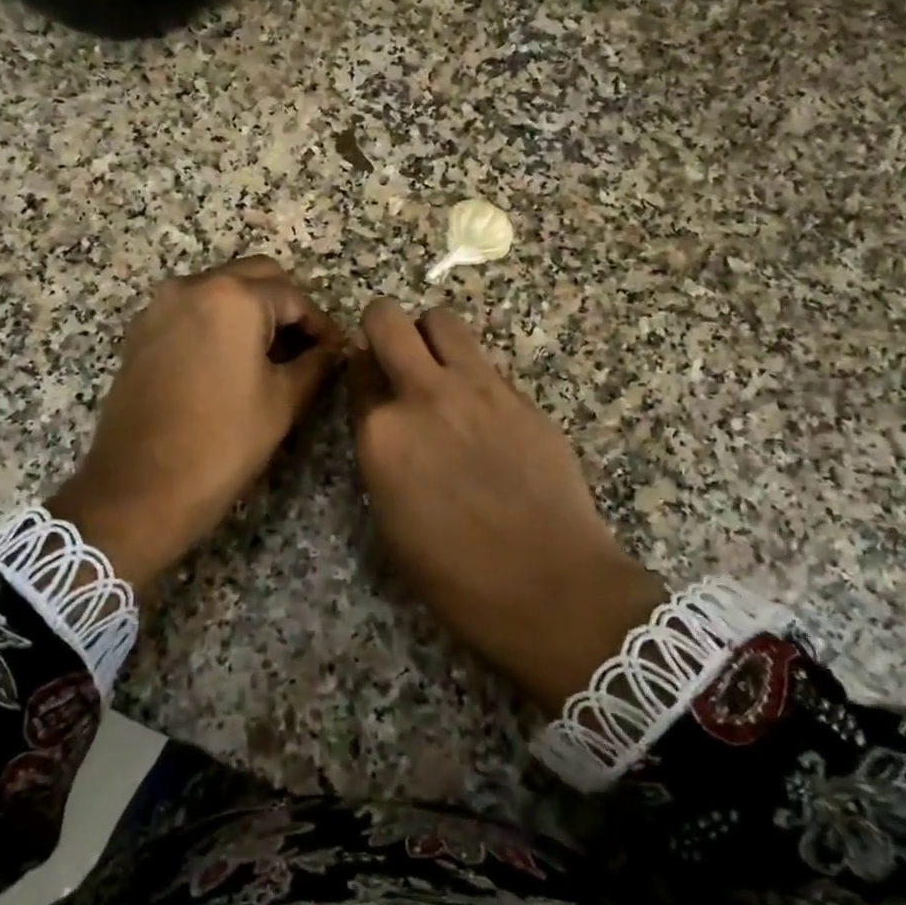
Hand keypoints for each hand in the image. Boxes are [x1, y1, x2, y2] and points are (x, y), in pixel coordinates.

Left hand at [50, 257, 343, 588]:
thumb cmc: (223, 442)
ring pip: (220, 289)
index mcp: (234, 298)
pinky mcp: (141, 331)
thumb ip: (315, 363)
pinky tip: (229, 359)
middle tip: (305, 346)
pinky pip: (191, 309)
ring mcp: (160, 306)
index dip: (320, 324)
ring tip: (270, 353)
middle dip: (286, 305)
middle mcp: (193, 286)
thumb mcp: (283, 401)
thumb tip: (332, 349)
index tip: (334, 351)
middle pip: (255, 277)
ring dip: (250, 309)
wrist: (141, 487)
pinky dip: (217, 321)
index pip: (294, 296)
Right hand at [348, 300, 666, 710]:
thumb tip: (385, 421)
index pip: (357, 369)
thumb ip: (381, 454)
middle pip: (389, 319)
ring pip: (442, 321)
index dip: (360, 371)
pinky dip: (474, 372)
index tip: (368, 381)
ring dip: (431, 336)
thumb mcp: (390, 518)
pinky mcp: (521, 395)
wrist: (549, 585)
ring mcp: (477, 388)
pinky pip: (485, 361)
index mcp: (381, 433)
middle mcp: (423, 395)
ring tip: (439, 368)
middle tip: (393, 353)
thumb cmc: (455, 574)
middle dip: (382, 326)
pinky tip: (485, 413)